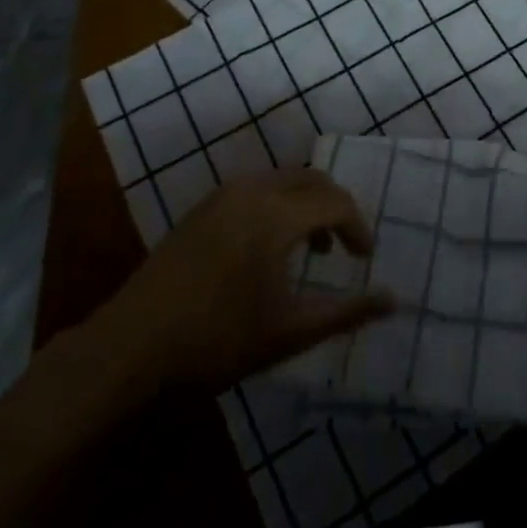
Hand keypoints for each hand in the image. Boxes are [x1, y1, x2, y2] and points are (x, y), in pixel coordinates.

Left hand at [79, 170, 394, 394]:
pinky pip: (257, 187)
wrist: (131, 347)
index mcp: (277, 215)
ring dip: (306, 203)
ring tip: (311, 247)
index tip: (365, 260)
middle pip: (312, 179)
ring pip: (283, 179)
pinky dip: (279, 203)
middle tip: (344, 247)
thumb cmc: (217, 341)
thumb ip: (347, 312)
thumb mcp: (290, 332)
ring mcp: (224, 194)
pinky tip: (269, 245)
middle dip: (336, 207)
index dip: (358, 227)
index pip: (336, 202)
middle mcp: (254, 190)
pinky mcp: (203, 206)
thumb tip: (394, 300)